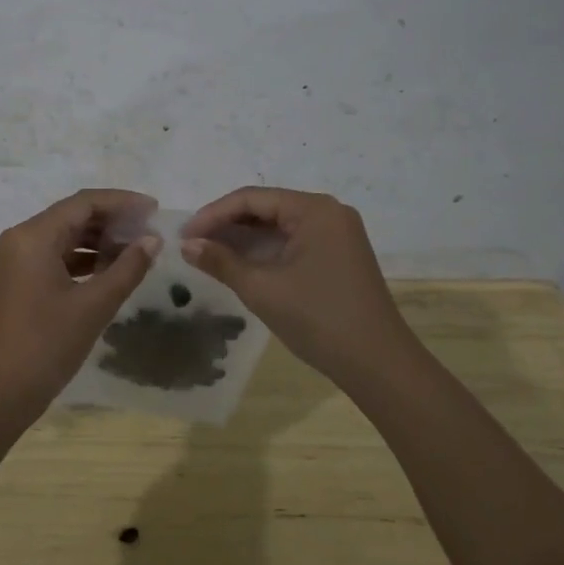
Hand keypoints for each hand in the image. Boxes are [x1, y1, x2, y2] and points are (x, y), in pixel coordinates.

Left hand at [0, 188, 160, 416]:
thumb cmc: (44, 346)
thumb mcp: (93, 306)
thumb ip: (126, 269)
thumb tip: (153, 240)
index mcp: (34, 236)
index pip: (84, 203)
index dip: (122, 202)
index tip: (155, 209)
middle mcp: (22, 238)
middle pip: (73, 216)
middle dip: (113, 221)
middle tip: (151, 231)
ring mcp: (18, 260)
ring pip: (65, 237)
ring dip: (100, 241)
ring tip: (138, 251)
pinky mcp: (20, 281)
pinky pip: (56, 257)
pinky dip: (84, 260)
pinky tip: (111, 271)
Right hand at [180, 187, 413, 387]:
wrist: (378, 365)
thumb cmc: (318, 318)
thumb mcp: (262, 288)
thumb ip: (221, 261)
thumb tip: (186, 245)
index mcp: (315, 210)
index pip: (252, 199)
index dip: (213, 215)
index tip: (184, 235)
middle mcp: (329, 213)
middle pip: (266, 208)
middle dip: (227, 225)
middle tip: (192, 245)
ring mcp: (337, 235)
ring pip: (279, 227)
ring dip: (244, 239)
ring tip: (209, 254)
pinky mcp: (339, 256)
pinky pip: (293, 242)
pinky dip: (265, 251)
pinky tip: (240, 264)